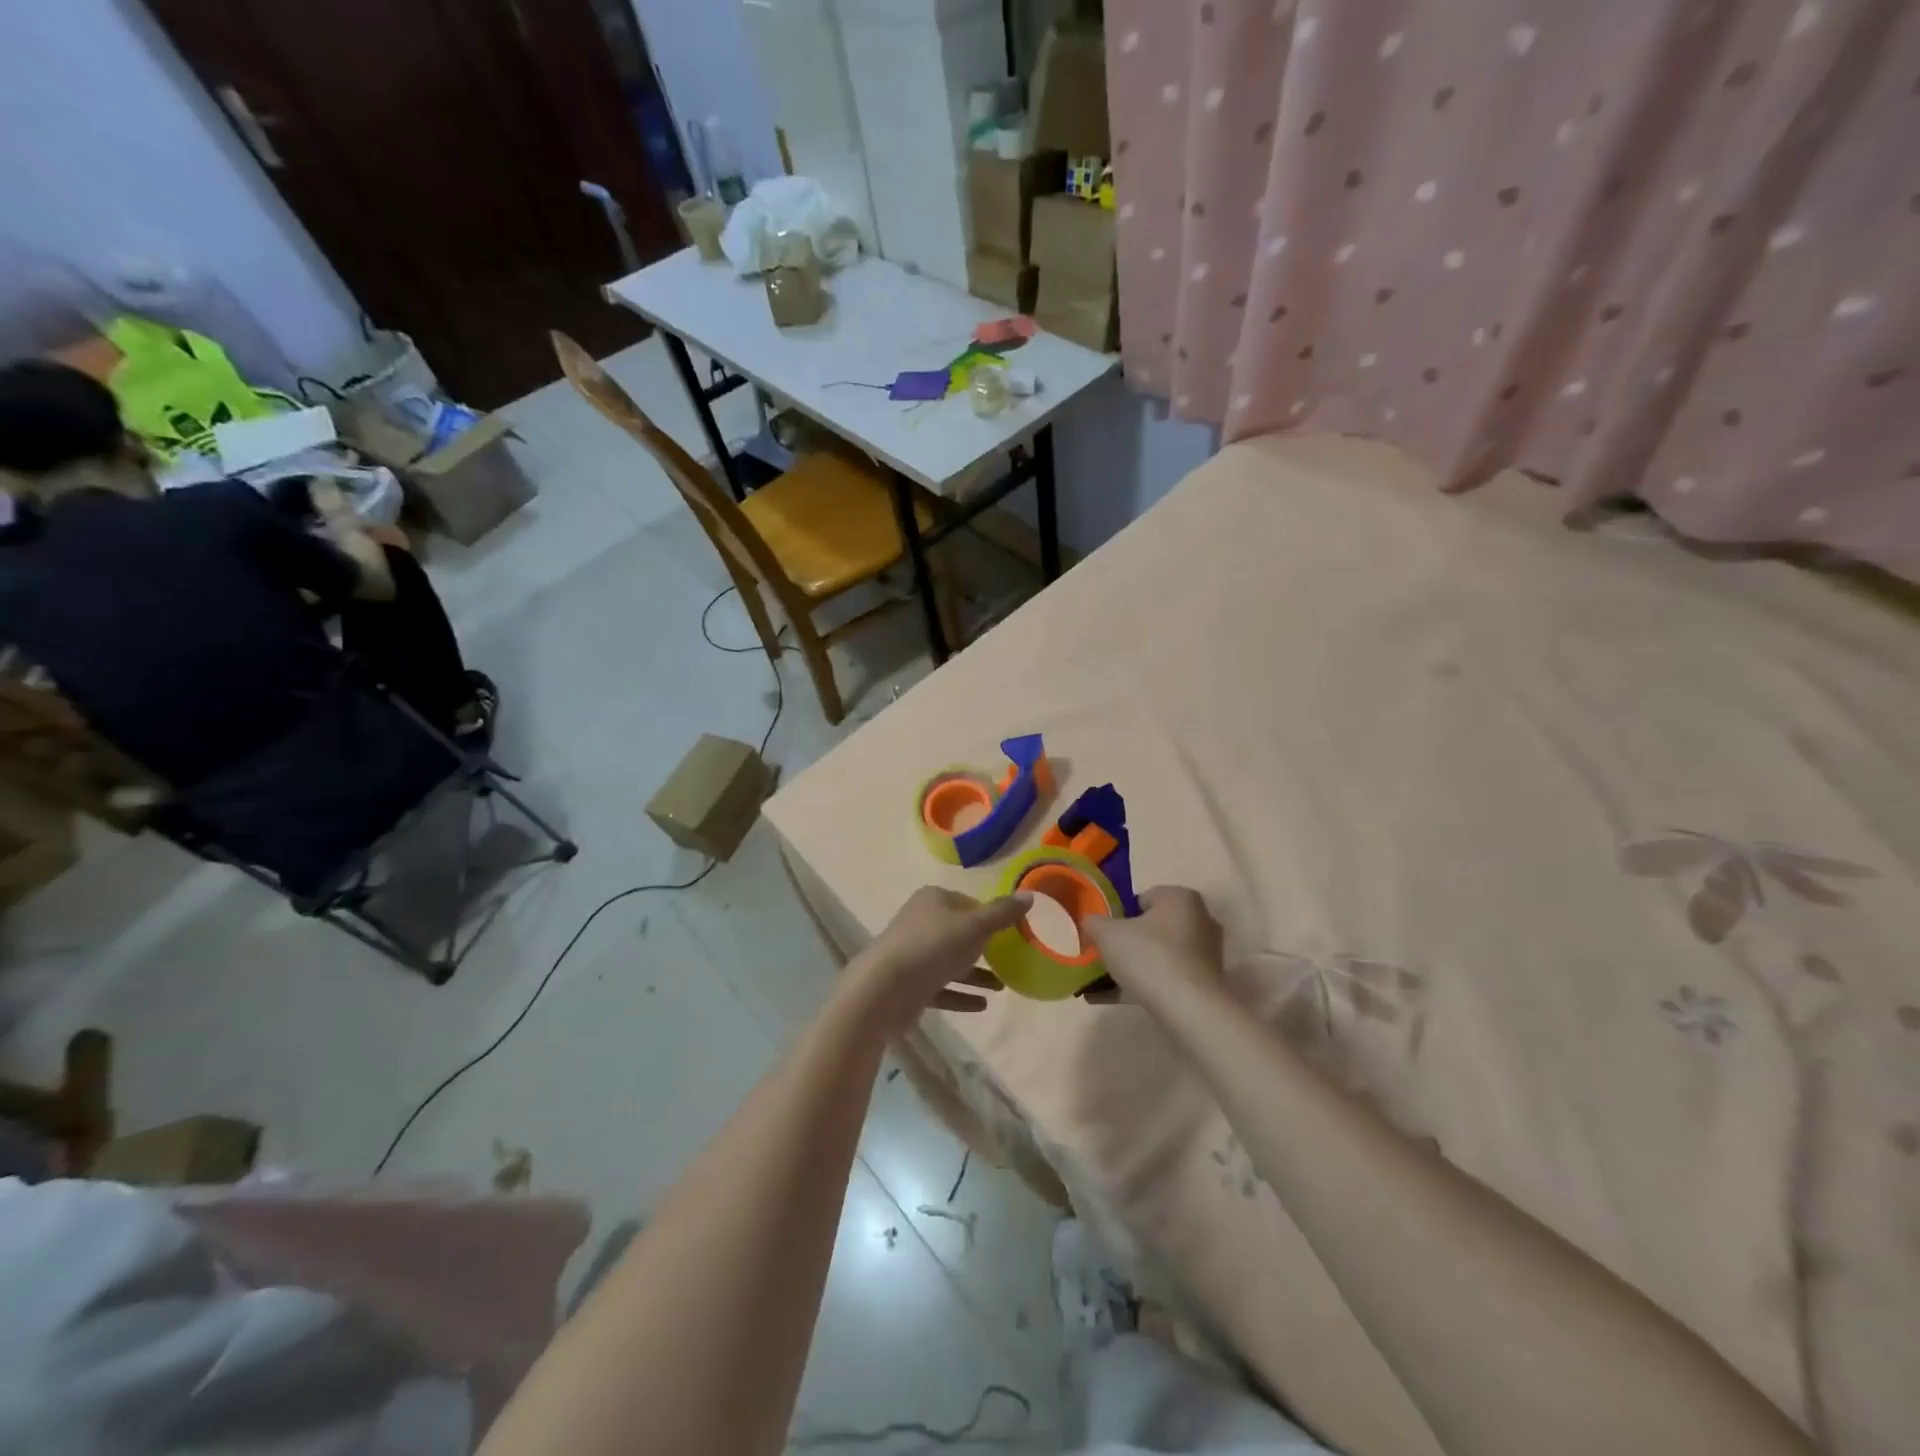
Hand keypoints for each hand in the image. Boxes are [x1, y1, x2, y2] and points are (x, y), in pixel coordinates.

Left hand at [847, 886, 1030, 1034]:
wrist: (884, 989)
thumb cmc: (933, 947)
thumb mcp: (975, 926)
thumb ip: (1002, 913)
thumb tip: (1029, 896)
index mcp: (933, 899)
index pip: (968, 903)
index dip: (990, 916)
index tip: (1012, 933)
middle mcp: (921, 922)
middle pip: (959, 932)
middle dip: (984, 947)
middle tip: (1011, 960)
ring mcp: (913, 954)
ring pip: (951, 961)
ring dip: (976, 974)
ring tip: (1002, 987)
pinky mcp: (910, 984)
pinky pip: (942, 987)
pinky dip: (961, 994)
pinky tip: (983, 1005)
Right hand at [1084, 887, 1223, 1002]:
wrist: (1188, 1008)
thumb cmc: (1148, 956)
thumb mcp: (1107, 934)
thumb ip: (1094, 922)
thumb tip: (1091, 922)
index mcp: (1180, 898)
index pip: (1143, 899)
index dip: (1119, 916)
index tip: (1104, 934)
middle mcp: (1199, 920)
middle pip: (1153, 927)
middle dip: (1129, 942)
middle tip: (1106, 956)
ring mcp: (1205, 953)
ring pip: (1160, 954)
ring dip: (1135, 966)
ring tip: (1104, 983)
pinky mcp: (1205, 982)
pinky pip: (1167, 977)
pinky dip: (1145, 984)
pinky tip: (1115, 998)